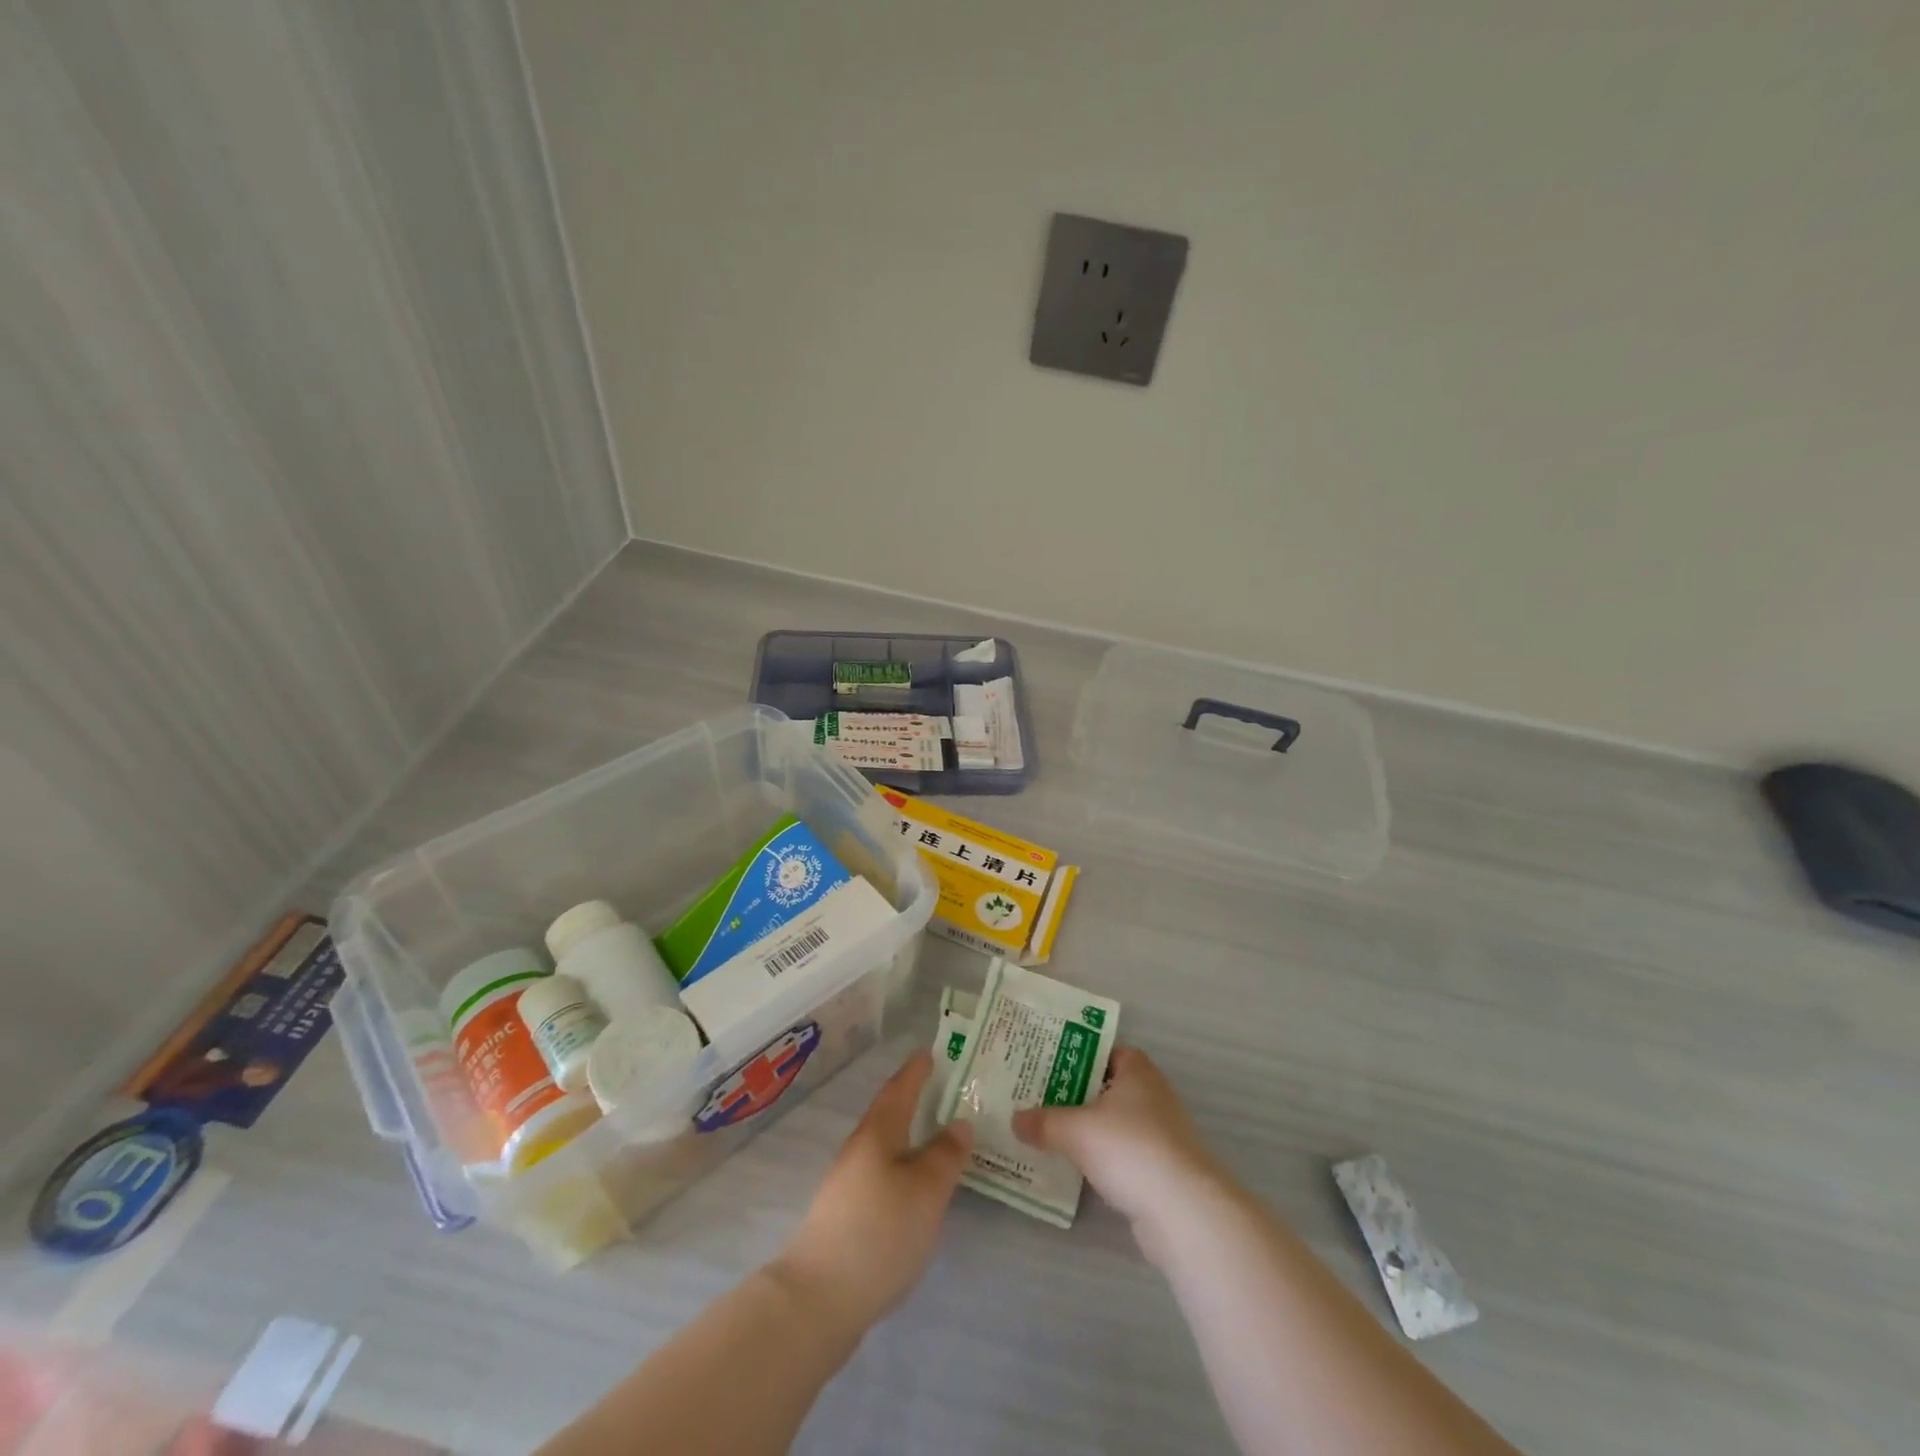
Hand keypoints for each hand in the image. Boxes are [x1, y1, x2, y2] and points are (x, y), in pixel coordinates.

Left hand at [773, 1051, 973, 1329]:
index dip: (916, 1070)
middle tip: (944, 1091)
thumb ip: (945, 1155)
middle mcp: (860, 1150)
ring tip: (938, 1138)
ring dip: (910, 1136)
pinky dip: (903, 1167)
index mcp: (878, 1133)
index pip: (900, 1089)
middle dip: (914, 1100)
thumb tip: (960, 1122)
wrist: (818, 1298)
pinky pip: (883, 1174)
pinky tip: (916, 1187)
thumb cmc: (879, 1231)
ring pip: (886, 1146)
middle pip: (890, 1115)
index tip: (931, 1052)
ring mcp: (849, 1184)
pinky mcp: (847, 1215)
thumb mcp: (926, 1190)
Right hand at [1013, 1046, 1227, 1264]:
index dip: (1079, 1054)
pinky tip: (1077, 1168)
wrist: (1183, 1211)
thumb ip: (1044, 1123)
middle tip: (1039, 1097)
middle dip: (1077, 1093)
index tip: (1048, 1063)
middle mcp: (1153, 1095)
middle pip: (1108, 1087)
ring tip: (1050, 1132)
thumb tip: (1014, 1119)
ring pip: (1115, 1123)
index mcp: (1138, 1071)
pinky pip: (1124, 1154)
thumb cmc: (1130, 1149)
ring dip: (1090, 1129)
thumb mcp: (1076, 1131)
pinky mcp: (1163, 1170)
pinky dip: (1103, 1158)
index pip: (1106, 1050)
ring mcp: (1162, 1134)